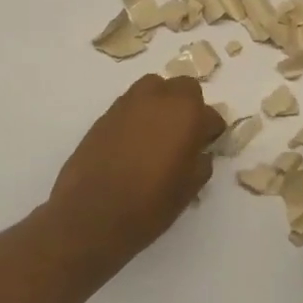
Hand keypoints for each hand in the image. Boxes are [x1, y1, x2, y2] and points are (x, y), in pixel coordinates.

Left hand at [41, 75, 226, 271]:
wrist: (91, 215)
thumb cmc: (149, 204)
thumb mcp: (189, 188)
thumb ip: (201, 162)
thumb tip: (198, 151)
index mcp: (186, 113)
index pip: (211, 114)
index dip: (211, 133)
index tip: (206, 148)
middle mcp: (159, 98)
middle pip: (183, 88)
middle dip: (189, 106)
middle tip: (185, 135)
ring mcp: (129, 103)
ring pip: (154, 88)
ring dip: (162, 104)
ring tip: (158, 133)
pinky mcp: (105, 115)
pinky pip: (131, 105)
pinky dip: (138, 116)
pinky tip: (134, 142)